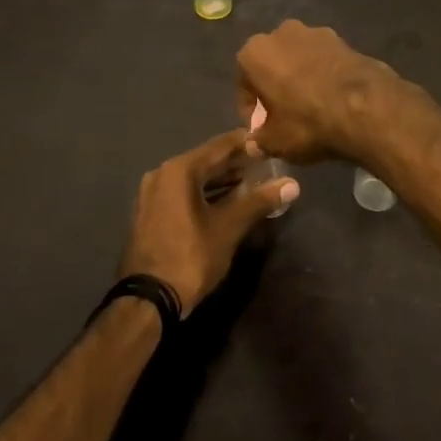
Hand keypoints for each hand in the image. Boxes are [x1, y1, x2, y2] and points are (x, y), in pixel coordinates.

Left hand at [118, 130, 298, 314]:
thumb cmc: (190, 257)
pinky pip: (183, 193)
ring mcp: (153, 194)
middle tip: (267, 163)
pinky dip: (206, 193)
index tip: (270, 141)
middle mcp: (162, 174)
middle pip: (206, 160)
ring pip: (194, 178)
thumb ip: (259, 201)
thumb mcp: (229, 228)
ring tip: (253, 181)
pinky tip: (228, 201)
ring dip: (222, 180)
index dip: (247, 142)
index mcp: (179, 170)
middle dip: (236, 163)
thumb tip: (292, 184)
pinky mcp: (152, 212)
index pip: (220, 145)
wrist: (148, 300)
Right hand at [236, 20, 398, 162]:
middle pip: (272, 66)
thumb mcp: (275, 141)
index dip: (252, 111)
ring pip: (299, 61)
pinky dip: (324, 76)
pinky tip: (333, 100)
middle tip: (285, 118)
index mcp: (255, 52)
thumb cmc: (308, 122)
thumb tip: (255, 143)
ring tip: (312, 109)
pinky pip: (324, 61)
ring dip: (300, 80)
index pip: (244, 85)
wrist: (366, 108)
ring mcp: (316, 32)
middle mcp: (282, 33)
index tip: (262, 130)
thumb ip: (259, 140)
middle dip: (275, 89)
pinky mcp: (345, 40)